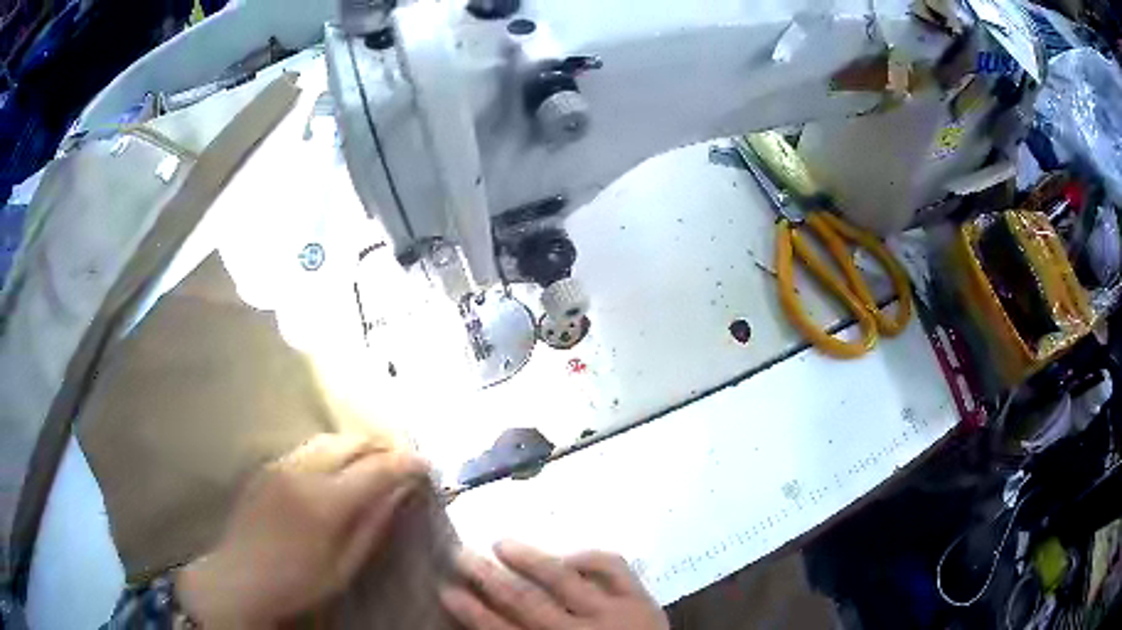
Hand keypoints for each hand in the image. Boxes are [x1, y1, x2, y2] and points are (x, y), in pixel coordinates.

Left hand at [176, 434, 429, 627]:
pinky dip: (332, 451)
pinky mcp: (267, 466)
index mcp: (325, 502)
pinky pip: (308, 448)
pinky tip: (337, 469)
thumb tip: (400, 493)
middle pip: (352, 442)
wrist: (239, 576)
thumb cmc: (297, 582)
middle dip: (383, 446)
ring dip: (357, 445)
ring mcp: (281, 464)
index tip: (427, 464)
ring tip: (373, 461)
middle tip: (402, 461)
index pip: (377, 468)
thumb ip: (373, 524)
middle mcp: (303, 471)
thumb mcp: (344, 565)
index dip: (406, 462)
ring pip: (329, 439)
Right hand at [441, 541, 667, 629]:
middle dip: (490, 577)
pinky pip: (613, 567)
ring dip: (529, 558)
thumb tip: (489, 623)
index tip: (446, 589)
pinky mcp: (641, 598)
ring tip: (501, 542)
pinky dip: (588, 557)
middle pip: (526, 601)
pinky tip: (567, 555)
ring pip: (564, 579)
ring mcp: (614, 612)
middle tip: (462, 554)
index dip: (472, 611)